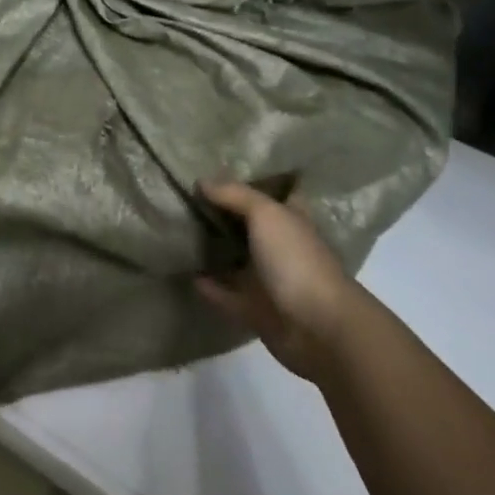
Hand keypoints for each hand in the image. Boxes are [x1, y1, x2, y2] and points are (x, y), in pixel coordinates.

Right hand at [195, 181, 364, 381]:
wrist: (317, 328)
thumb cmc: (295, 260)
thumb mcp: (266, 215)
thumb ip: (235, 195)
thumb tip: (201, 181)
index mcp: (292, 220)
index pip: (278, 192)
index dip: (258, 179)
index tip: (227, 167)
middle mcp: (282, 247)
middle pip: (251, 225)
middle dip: (225, 213)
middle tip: (188, 195)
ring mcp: (270, 280)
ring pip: (237, 259)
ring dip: (214, 250)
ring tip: (178, 232)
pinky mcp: (256, 310)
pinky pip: (226, 294)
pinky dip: (208, 286)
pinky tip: (185, 274)